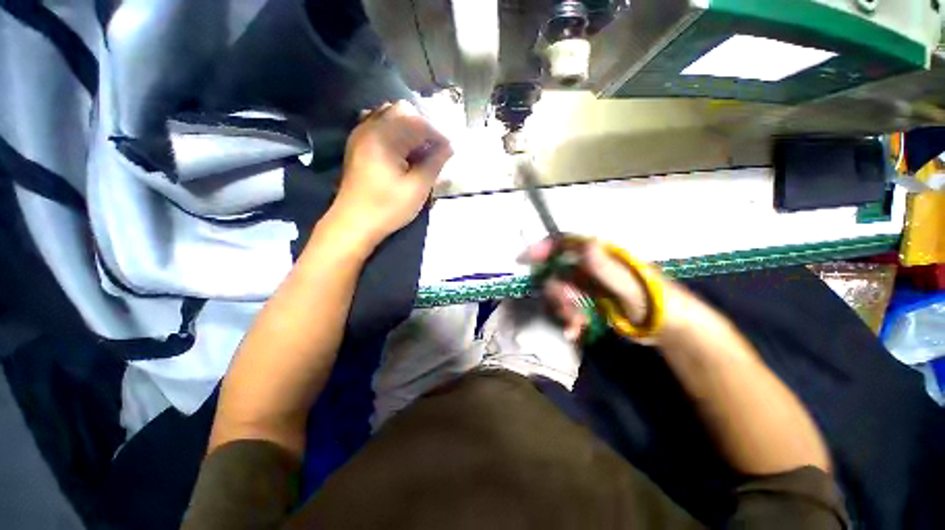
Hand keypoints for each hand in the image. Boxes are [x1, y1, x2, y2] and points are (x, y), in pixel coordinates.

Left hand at [330, 100, 452, 248]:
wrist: (353, 223)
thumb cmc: (387, 208)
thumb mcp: (417, 188)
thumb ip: (434, 163)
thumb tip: (450, 146)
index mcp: (384, 137)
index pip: (418, 123)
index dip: (438, 134)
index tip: (450, 149)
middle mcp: (370, 128)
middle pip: (402, 111)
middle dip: (423, 127)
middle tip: (435, 149)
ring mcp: (360, 135)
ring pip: (390, 116)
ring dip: (409, 128)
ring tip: (420, 150)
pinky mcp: (357, 145)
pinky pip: (378, 126)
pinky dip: (395, 133)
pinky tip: (402, 151)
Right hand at [524, 238, 682, 343]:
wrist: (670, 328)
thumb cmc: (657, 301)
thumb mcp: (632, 286)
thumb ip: (607, 269)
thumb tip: (585, 245)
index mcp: (601, 256)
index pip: (566, 243)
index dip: (544, 248)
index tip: (525, 259)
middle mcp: (590, 267)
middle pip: (558, 271)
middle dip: (555, 290)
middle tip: (564, 307)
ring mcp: (589, 285)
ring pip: (560, 291)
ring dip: (561, 308)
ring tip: (574, 324)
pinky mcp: (589, 302)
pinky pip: (569, 307)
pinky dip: (568, 319)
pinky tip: (575, 331)